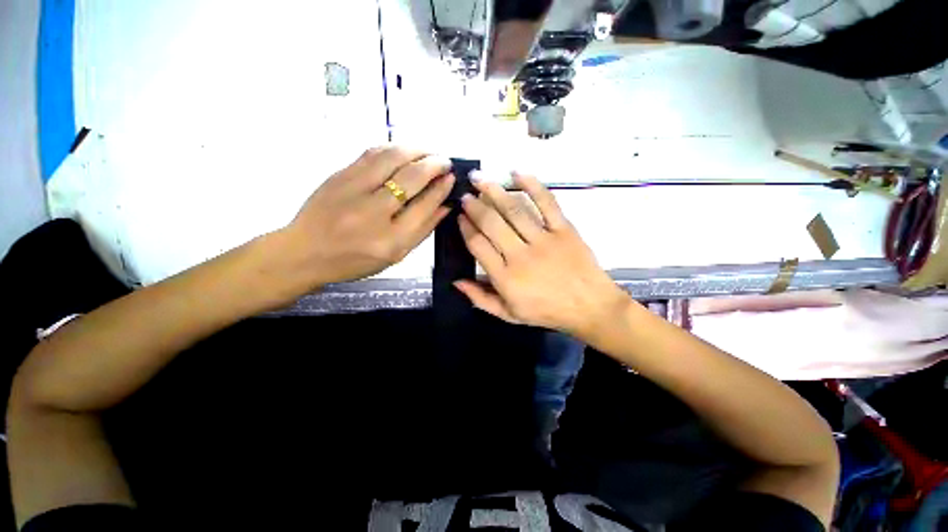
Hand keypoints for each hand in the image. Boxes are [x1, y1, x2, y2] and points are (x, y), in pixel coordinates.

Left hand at [283, 147, 454, 288]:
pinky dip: (393, 147)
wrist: (306, 252)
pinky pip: (372, 153)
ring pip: (392, 158)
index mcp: (391, 240)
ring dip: (416, 150)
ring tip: (428, 152)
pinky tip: (404, 150)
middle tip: (445, 161)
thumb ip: (423, 230)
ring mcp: (354, 190)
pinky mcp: (339, 175)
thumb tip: (446, 205)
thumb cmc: (356, 260)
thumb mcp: (396, 255)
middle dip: (434, 164)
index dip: (441, 188)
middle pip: (412, 178)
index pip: (425, 205)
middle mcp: (374, 213)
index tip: (451, 177)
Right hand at [455, 173, 629, 337]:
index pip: (478, 245)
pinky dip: (532, 185)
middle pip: (491, 224)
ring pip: (514, 210)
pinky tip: (517, 172)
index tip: (460, 217)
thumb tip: (456, 282)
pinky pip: (547, 203)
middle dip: (474, 206)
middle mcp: (521, 256)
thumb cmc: (547, 312)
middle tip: (466, 194)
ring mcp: (544, 240)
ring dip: (494, 191)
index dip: (466, 228)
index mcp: (505, 278)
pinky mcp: (564, 230)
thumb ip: (480, 299)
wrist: (589, 307)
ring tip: (480, 178)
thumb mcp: (509, 314)